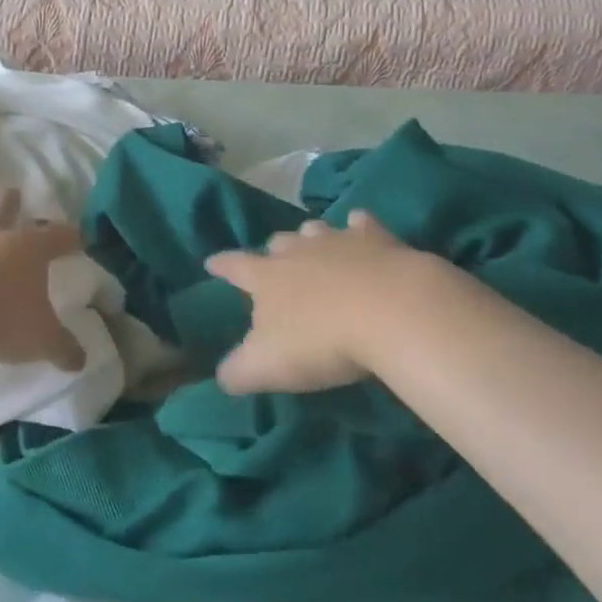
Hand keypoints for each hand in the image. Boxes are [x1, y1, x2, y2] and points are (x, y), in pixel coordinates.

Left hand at [0, 184, 86, 371]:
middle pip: (7, 210)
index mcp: (30, 250)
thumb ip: (64, 348)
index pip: (58, 237)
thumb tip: (82, 362)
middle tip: (14, 190)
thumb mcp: (42, 341)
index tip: (78, 238)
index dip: (70, 237)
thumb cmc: (2, 324)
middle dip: (12, 201)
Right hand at [207, 210, 472, 394]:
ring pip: (316, 229)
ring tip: (313, 244)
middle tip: (275, 262)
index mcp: (266, 277)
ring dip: (311, 237)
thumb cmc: (320, 339)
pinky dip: (360, 225)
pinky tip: (362, 226)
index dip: (221, 265)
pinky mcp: (378, 239)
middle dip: (274, 251)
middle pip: (279, 243)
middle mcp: (297, 250)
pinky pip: (363, 224)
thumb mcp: (267, 366)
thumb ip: (239, 371)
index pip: (235, 266)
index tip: (211, 262)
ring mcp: (338, 240)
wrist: (390, 310)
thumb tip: (222, 377)